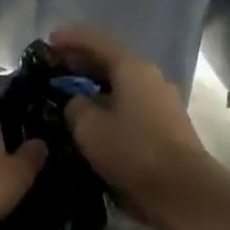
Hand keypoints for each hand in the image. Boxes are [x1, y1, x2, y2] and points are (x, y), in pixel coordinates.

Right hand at [50, 25, 223, 229]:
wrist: (182, 190)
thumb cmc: (132, 151)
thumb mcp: (89, 128)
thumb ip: (75, 107)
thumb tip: (77, 102)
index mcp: (133, 69)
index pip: (97, 42)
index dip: (71, 39)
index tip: (48, 42)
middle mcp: (151, 78)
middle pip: (112, 62)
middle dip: (82, 63)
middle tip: (54, 70)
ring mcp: (162, 102)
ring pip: (121, 86)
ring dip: (95, 87)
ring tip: (69, 96)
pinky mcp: (165, 126)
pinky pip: (130, 106)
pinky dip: (109, 105)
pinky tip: (93, 119)